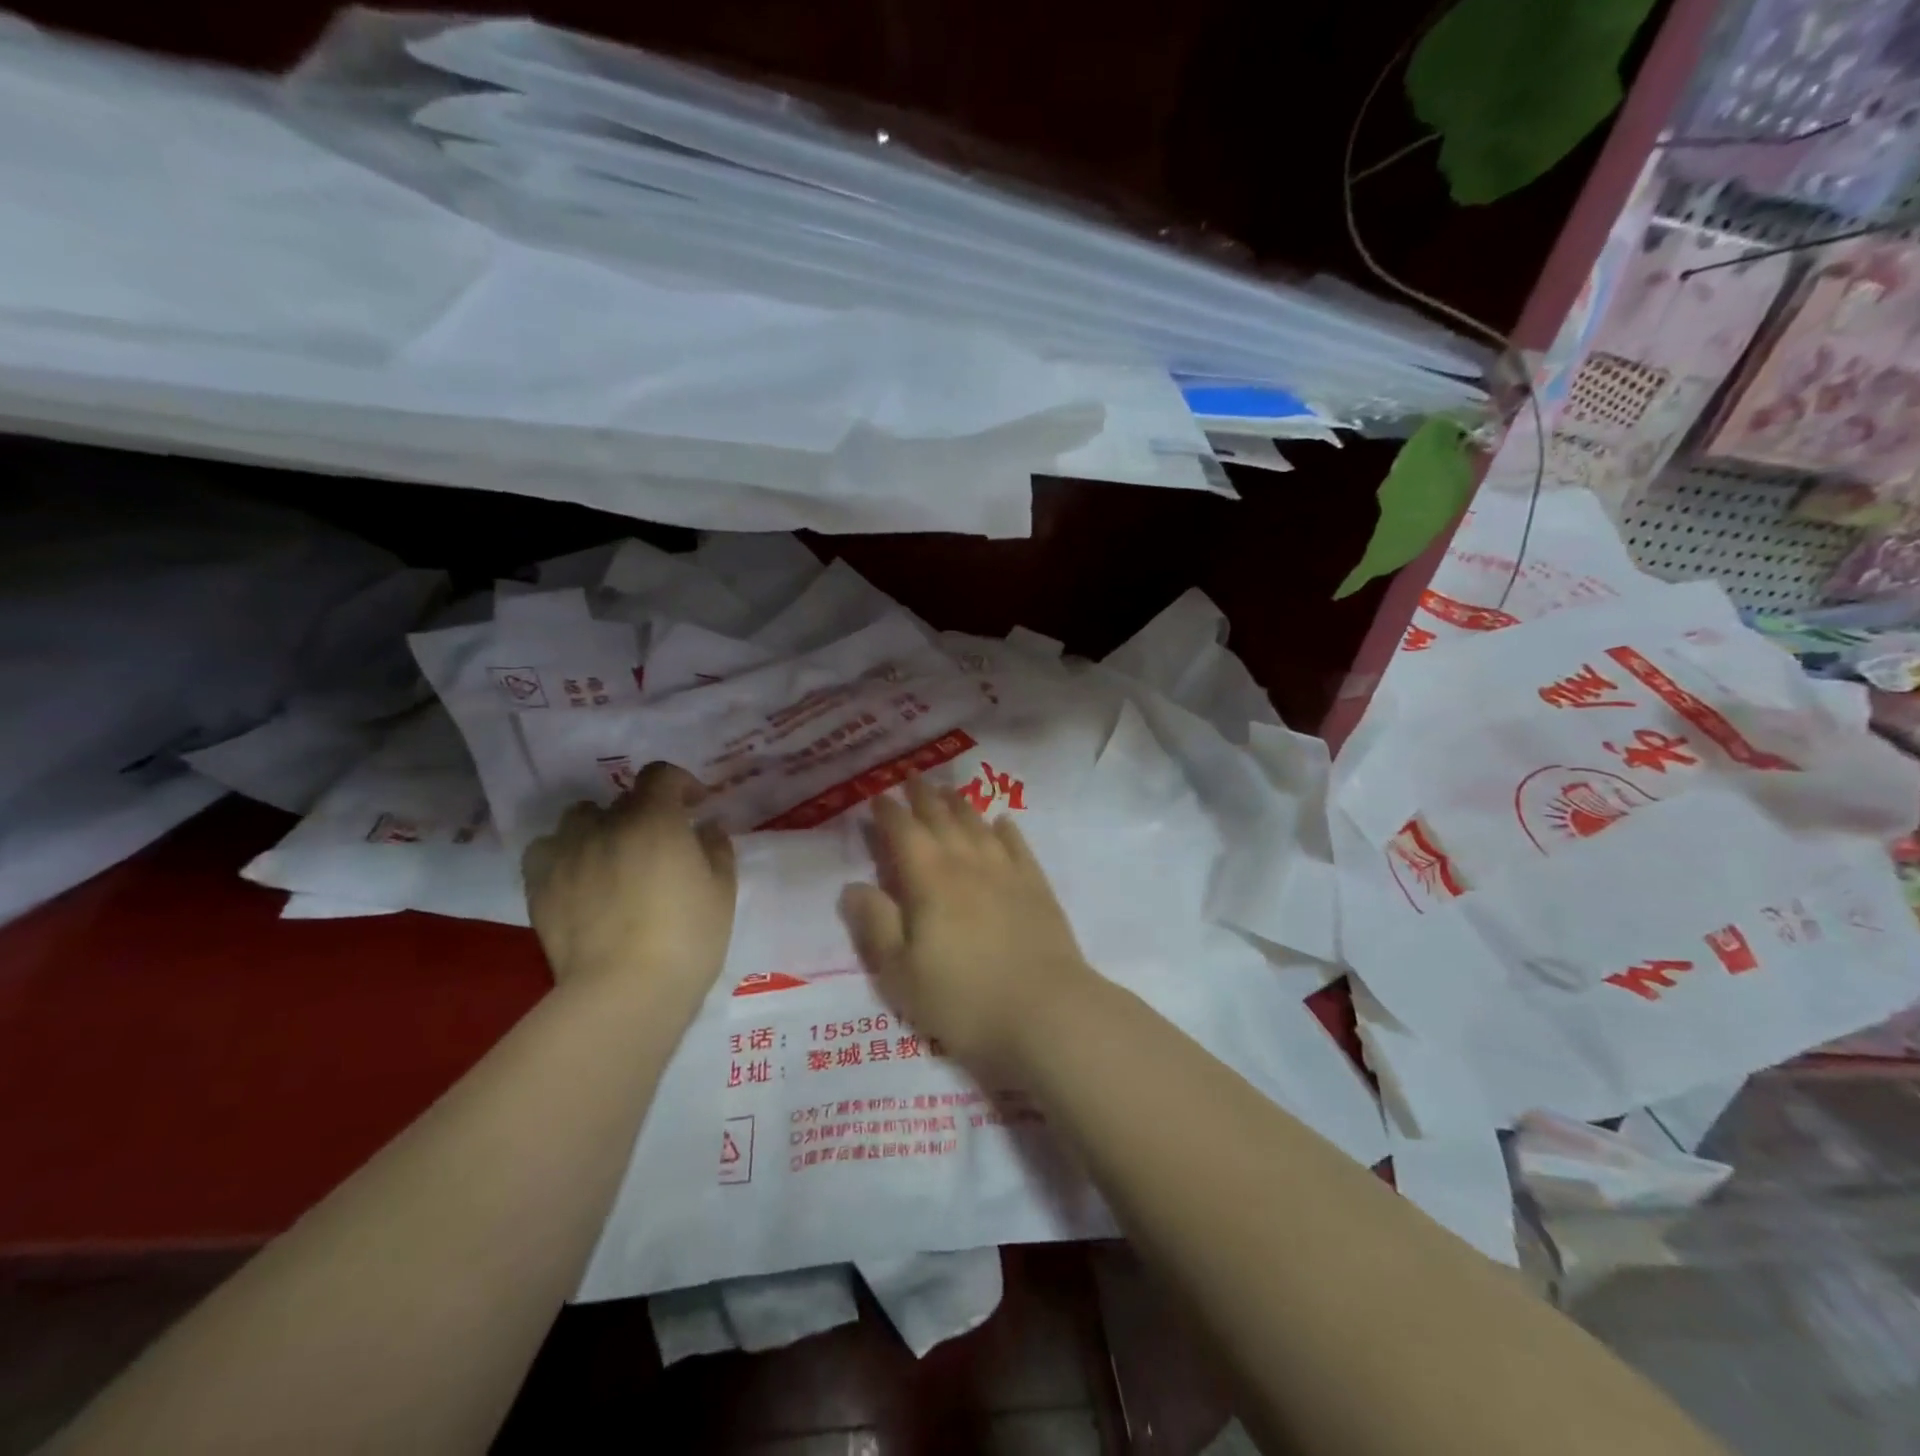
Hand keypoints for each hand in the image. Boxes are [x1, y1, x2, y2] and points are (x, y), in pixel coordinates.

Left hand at [522, 762, 736, 998]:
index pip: (661, 775)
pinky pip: (546, 849)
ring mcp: (568, 853)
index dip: (681, 783)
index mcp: (655, 820)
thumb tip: (706, 828)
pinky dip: (564, 852)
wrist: (625, 992)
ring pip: (579, 818)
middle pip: (622, 798)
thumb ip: (717, 848)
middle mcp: (606, 825)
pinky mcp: (540, 885)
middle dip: (645, 810)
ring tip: (613, 852)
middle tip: (659, 841)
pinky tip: (578, 874)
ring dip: (599, 825)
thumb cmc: (688, 938)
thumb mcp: (722, 890)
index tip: (696, 804)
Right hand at [838, 777, 1096, 1075]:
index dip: (889, 812)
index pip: (904, 832)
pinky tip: (1002, 822)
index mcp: (929, 880)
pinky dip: (1005, 830)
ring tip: (948, 791)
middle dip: (923, 797)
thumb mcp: (901, 973)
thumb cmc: (963, 998)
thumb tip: (852, 886)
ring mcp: (1006, 872)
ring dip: (960, 805)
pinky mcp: (1037, 887)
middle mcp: (967, 863)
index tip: (878, 796)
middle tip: (913, 778)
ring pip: (978, 825)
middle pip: (942, 818)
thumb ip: (875, 925)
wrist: (1046, 1011)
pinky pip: (1017, 845)